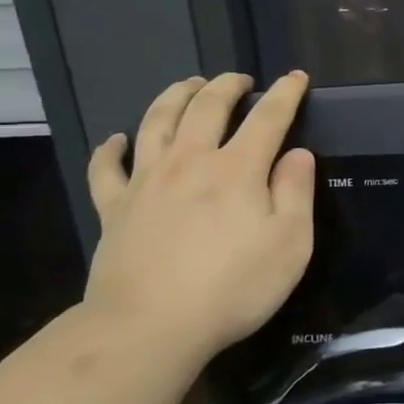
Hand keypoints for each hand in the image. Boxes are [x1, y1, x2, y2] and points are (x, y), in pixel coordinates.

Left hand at [82, 71, 314, 360]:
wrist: (149, 326)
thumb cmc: (233, 288)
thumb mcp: (290, 244)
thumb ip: (296, 193)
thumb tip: (298, 154)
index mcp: (238, 169)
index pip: (268, 118)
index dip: (285, 94)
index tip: (296, 77)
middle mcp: (191, 162)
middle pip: (207, 107)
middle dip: (227, 85)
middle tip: (239, 79)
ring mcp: (146, 181)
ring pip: (157, 121)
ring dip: (174, 96)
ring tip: (188, 85)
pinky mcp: (114, 208)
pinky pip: (106, 168)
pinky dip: (110, 148)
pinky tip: (116, 139)